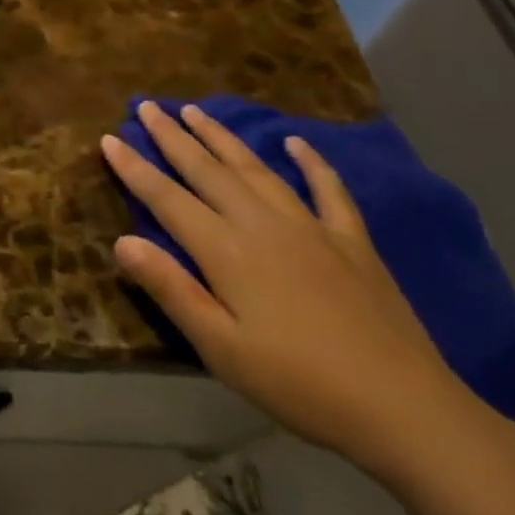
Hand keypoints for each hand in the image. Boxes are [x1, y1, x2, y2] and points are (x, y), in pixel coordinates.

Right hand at [102, 102, 480, 481]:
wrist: (405, 409)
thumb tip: (121, 241)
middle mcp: (263, 225)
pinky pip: (328, 190)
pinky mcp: (352, 242)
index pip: (166, 198)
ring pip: (256, 169)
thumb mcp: (220, 347)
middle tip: (148, 105)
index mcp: (227, 251)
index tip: (109, 137)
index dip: (134, 168)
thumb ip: (170, 289)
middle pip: (207, 170)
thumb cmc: (298, 384)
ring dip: (222, 137)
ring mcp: (311, 228)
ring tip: (196, 111)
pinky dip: (311, 162)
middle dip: (172, 136)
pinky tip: (296, 142)